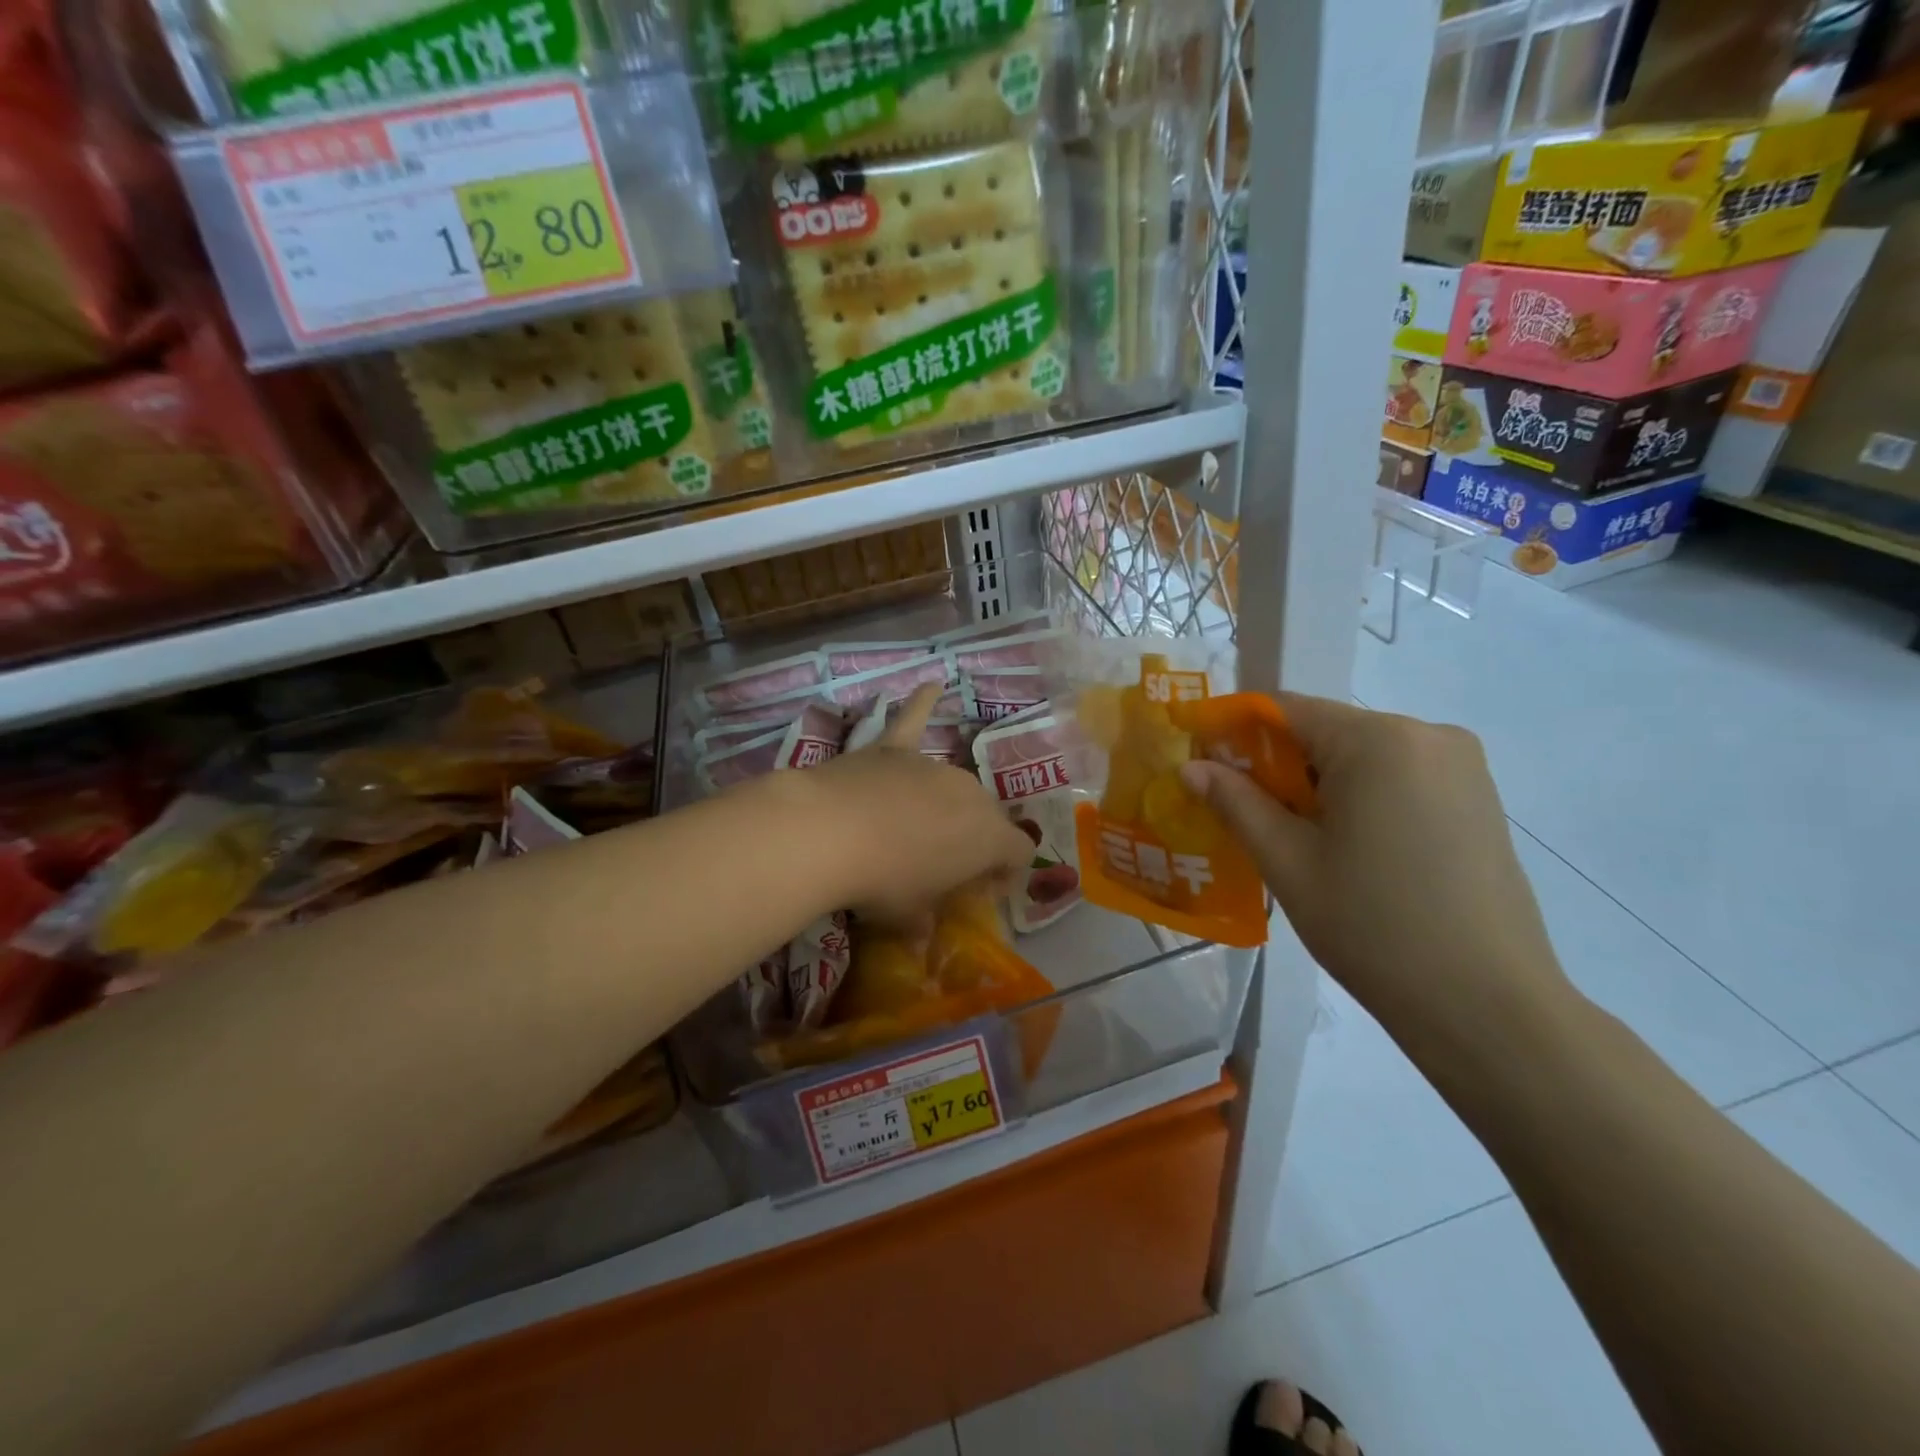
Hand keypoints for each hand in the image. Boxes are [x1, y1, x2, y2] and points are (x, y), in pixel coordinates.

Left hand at [781, 685, 1032, 927]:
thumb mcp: (907, 915)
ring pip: (953, 784)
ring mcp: (933, 766)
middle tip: (942, 866)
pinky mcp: (894, 749)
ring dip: (944, 804)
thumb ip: (923, 921)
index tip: (982, 889)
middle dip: (973, 840)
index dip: (1006, 872)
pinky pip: (913, 719)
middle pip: (987, 817)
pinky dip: (922, 703)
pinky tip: (933, 683)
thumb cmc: (882, 881)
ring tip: (916, 827)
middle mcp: (971, 794)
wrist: (832, 831)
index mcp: (989, 837)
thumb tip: (921, 935)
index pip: (1019, 853)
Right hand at [1179, 694, 1574, 1050]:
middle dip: (1277, 765)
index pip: (1286, 709)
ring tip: (1295, 840)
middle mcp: (1427, 735)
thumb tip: (1191, 767)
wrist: (1488, 1006)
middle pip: (1325, 731)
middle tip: (1243, 815)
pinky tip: (1349, 849)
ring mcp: (1462, 766)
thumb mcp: (1288, 862)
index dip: (1235, 733)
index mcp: (1378, 740)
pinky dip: (1360, 797)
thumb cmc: (1373, 927)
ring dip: (1318, 785)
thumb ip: (1236, 803)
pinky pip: (1398, 777)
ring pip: (1361, 756)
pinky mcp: (1479, 798)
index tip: (1204, 767)